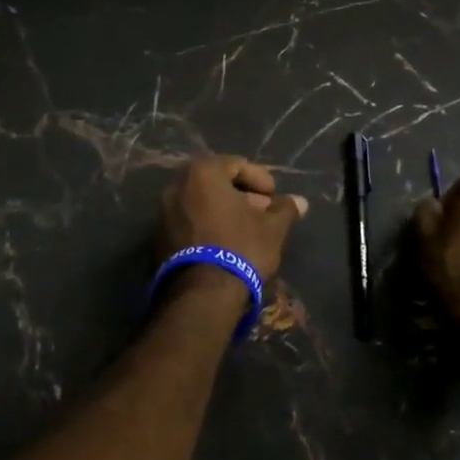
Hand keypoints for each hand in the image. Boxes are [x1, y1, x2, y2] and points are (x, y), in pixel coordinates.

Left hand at [159, 156, 308, 299]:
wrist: (202, 295)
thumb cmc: (241, 248)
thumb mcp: (272, 228)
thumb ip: (285, 209)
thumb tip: (300, 201)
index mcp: (202, 173)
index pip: (236, 165)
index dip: (260, 178)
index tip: (274, 196)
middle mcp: (177, 185)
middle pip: (216, 182)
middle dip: (242, 195)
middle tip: (263, 212)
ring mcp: (163, 212)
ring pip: (201, 203)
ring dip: (224, 211)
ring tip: (247, 230)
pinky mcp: (158, 238)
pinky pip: (189, 222)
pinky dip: (207, 226)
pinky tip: (225, 244)